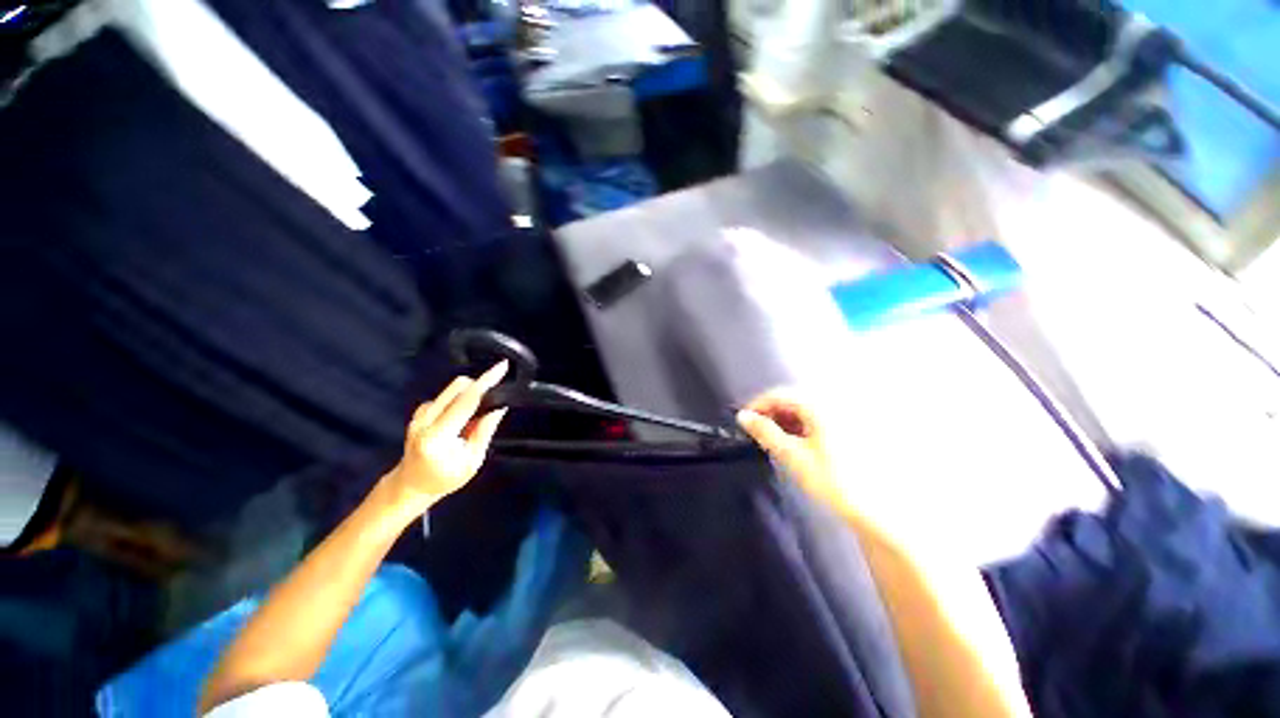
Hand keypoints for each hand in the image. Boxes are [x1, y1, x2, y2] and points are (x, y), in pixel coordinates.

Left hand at [384, 361, 509, 511]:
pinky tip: (460, 421)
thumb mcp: (471, 462)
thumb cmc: (444, 478)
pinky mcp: (419, 412)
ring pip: (452, 389)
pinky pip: (445, 396)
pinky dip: (459, 401)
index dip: (486, 382)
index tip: (502, 367)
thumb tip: (499, 407)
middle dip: (479, 386)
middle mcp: (425, 421)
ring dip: (469, 396)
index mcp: (438, 437)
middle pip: (458, 387)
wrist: (411, 484)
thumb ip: (484, 432)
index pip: (466, 401)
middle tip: (492, 402)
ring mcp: (419, 415)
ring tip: (472, 422)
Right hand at [737, 388, 842, 511]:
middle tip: (756, 431)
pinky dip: (801, 425)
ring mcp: (843, 416)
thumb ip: (765, 432)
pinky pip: (817, 417)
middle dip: (771, 412)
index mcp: (819, 405)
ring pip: (805, 408)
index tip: (744, 421)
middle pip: (793, 399)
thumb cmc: (832, 481)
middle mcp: (833, 404)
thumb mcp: (792, 456)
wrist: (877, 510)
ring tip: (773, 438)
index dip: (757, 405)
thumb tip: (743, 417)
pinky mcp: (849, 428)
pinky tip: (796, 441)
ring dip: (785, 419)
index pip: (779, 394)